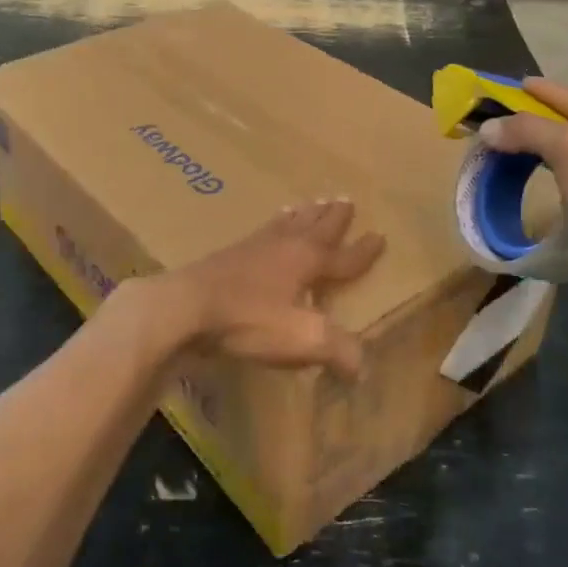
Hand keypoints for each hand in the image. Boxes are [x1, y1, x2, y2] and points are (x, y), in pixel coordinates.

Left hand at [156, 199, 384, 377]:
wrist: (187, 306)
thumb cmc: (249, 320)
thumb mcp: (301, 339)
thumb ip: (337, 350)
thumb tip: (363, 367)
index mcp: (307, 262)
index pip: (344, 257)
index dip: (363, 251)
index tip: (380, 236)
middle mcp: (284, 247)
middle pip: (315, 227)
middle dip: (333, 218)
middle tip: (346, 199)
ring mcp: (255, 247)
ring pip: (287, 224)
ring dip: (304, 215)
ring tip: (311, 202)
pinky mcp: (230, 254)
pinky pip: (262, 231)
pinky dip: (273, 224)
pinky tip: (268, 227)